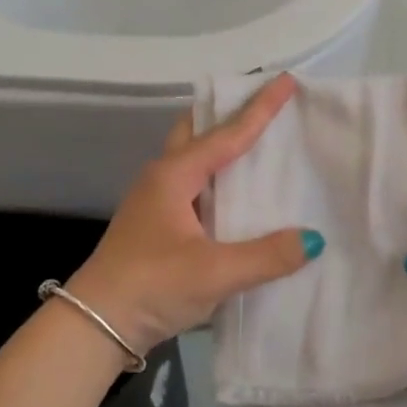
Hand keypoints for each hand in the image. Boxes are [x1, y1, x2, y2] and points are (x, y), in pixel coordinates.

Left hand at [68, 74, 323, 353]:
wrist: (94, 326)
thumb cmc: (151, 286)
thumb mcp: (214, 273)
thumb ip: (267, 256)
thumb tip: (313, 239)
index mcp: (175, 176)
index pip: (227, 134)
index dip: (259, 108)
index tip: (286, 80)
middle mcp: (163, 179)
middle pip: (197, 132)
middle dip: (228, 115)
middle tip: (265, 109)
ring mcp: (156, 202)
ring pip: (194, 160)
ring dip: (222, 148)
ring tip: (261, 148)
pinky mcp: (157, 226)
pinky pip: (195, 187)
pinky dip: (218, 180)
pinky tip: (239, 199)